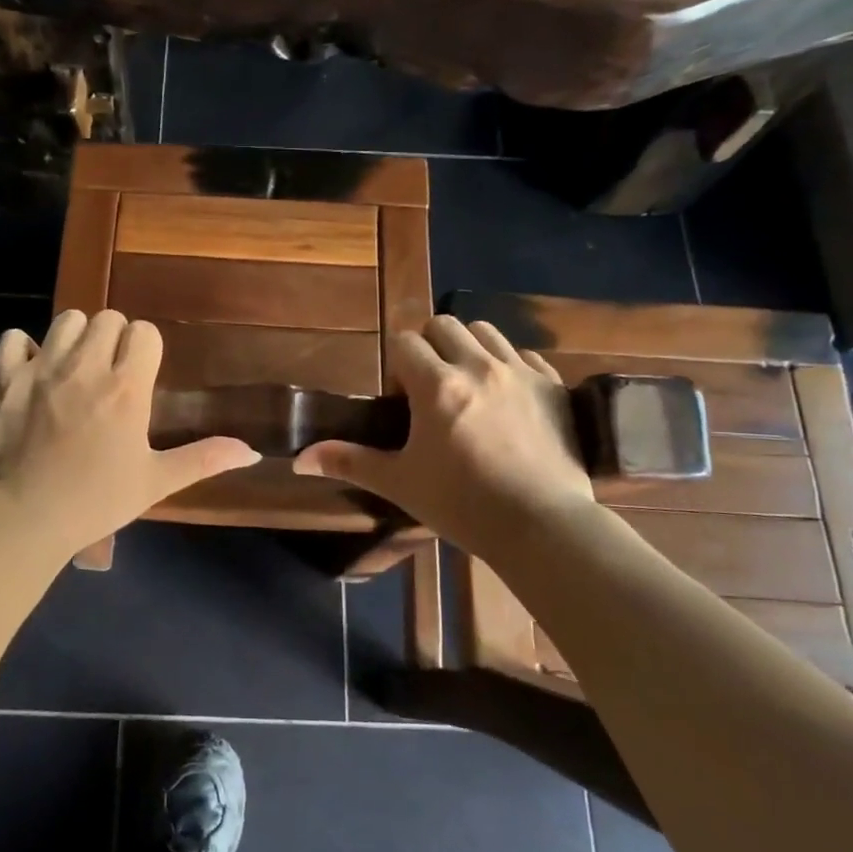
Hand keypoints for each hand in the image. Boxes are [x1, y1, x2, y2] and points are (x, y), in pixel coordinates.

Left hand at [0, 309, 260, 555]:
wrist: (23, 518)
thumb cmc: (96, 501)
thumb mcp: (155, 482)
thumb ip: (204, 459)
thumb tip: (252, 453)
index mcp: (126, 388)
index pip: (144, 332)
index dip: (145, 347)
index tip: (141, 373)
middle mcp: (86, 367)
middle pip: (107, 318)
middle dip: (113, 337)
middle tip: (109, 370)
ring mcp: (42, 369)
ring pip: (66, 320)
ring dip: (75, 336)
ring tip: (74, 366)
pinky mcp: (7, 379)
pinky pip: (15, 338)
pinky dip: (25, 348)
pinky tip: (32, 370)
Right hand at [293, 316, 596, 554]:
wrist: (543, 527)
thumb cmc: (462, 505)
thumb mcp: (400, 483)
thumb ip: (350, 462)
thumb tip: (299, 459)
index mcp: (437, 385)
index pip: (405, 342)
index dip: (397, 364)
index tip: (402, 399)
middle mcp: (478, 366)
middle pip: (444, 325)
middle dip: (430, 345)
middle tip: (429, 386)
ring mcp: (521, 373)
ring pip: (486, 331)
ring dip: (468, 347)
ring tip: (467, 384)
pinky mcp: (553, 387)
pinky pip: (525, 355)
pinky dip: (510, 365)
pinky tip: (507, 397)